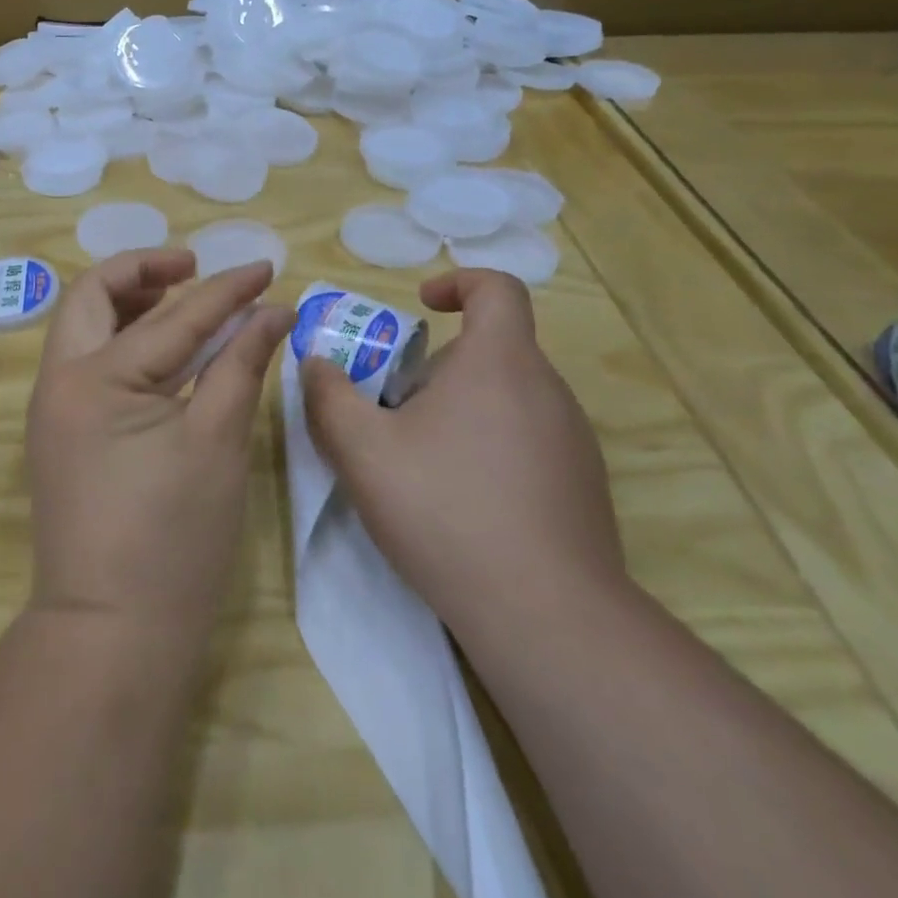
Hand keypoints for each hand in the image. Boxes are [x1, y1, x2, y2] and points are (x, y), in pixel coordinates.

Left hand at [25, 249, 292, 638]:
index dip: (226, 290)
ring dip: (127, 301)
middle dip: (142, 270)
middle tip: (193, 269)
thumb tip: (271, 312)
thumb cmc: (173, 540)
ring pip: (81, 325)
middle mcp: (58, 380)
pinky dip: (119, 340)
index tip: (265, 268)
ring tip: (179, 298)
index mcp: (96, 378)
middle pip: (92, 295)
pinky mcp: (57, 432)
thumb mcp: (217, 443)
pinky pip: (83, 361)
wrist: (111, 632)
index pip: (173, 316)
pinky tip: (160, 350)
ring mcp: (50, 407)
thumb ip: (240, 365)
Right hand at [300, 269, 626, 640]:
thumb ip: (329, 396)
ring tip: (418, 462)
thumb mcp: (361, 450)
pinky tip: (459, 502)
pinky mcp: (581, 485)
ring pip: (505, 398)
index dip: (458, 282)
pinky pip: (526, 440)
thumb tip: (317, 363)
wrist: (545, 615)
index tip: (421, 306)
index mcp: (500, 363)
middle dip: (434, 369)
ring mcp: (572, 441)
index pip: (497, 288)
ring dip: (458, 411)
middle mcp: (547, 390)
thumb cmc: (445, 509)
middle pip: (489, 350)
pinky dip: (487, 447)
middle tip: (392, 411)